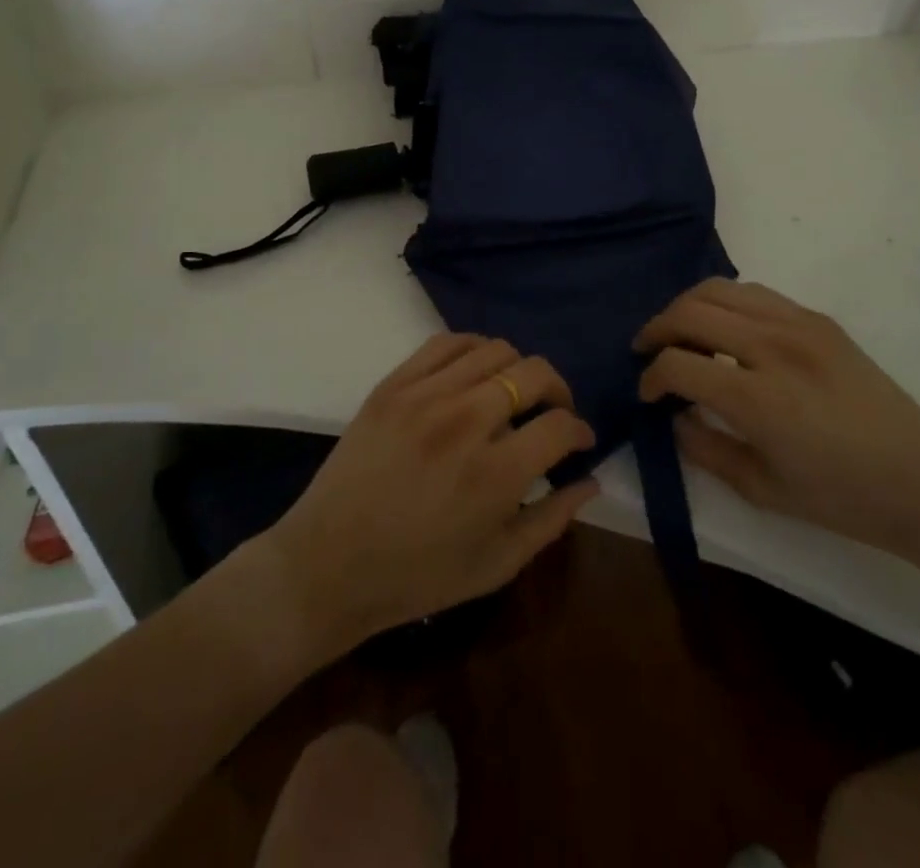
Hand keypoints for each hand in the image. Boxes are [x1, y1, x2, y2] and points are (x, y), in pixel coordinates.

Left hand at [261, 334, 598, 651]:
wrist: (328, 564)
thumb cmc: (417, 576)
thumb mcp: (497, 565)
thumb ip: (552, 519)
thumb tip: (591, 481)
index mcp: (497, 473)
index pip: (560, 425)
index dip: (580, 431)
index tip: (578, 442)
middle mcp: (466, 421)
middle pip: (534, 373)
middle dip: (558, 390)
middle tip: (553, 412)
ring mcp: (425, 396)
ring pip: (495, 349)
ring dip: (517, 369)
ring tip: (512, 393)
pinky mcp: (393, 384)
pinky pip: (446, 343)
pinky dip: (472, 349)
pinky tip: (474, 372)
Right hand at [635, 279, 919, 564]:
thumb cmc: (842, 498)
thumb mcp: (763, 490)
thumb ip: (706, 450)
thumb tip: (675, 415)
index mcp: (759, 399)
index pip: (679, 364)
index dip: (651, 377)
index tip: (648, 394)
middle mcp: (774, 347)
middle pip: (691, 311)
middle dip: (657, 329)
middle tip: (647, 351)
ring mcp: (799, 325)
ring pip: (720, 289)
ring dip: (687, 306)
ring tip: (679, 331)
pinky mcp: (819, 319)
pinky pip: (756, 294)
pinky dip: (726, 302)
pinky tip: (725, 328)